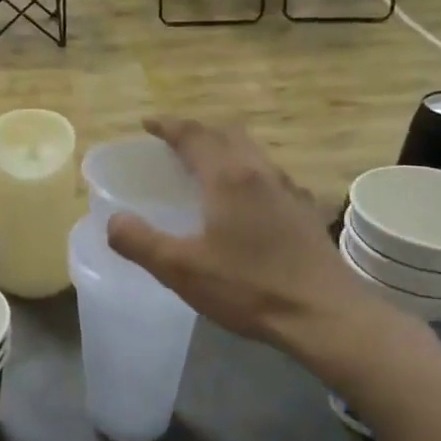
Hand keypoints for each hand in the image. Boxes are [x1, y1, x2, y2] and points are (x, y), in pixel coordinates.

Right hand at [105, 118, 400, 372]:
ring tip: (205, 168)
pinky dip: (247, 174)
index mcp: (229, 177)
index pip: (194, 135)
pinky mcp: (305, 213)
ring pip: (253, 154)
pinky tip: (245, 202)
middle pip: (228, 135)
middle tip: (174, 144)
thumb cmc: (250, 287)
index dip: (168, 126)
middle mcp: (261, 173)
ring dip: (225, 150)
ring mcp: (289, 191)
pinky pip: (269, 177)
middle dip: (198, 132)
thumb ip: (140, 242)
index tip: (147, 123)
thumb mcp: (181, 270)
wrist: (326, 317)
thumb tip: (114, 220)